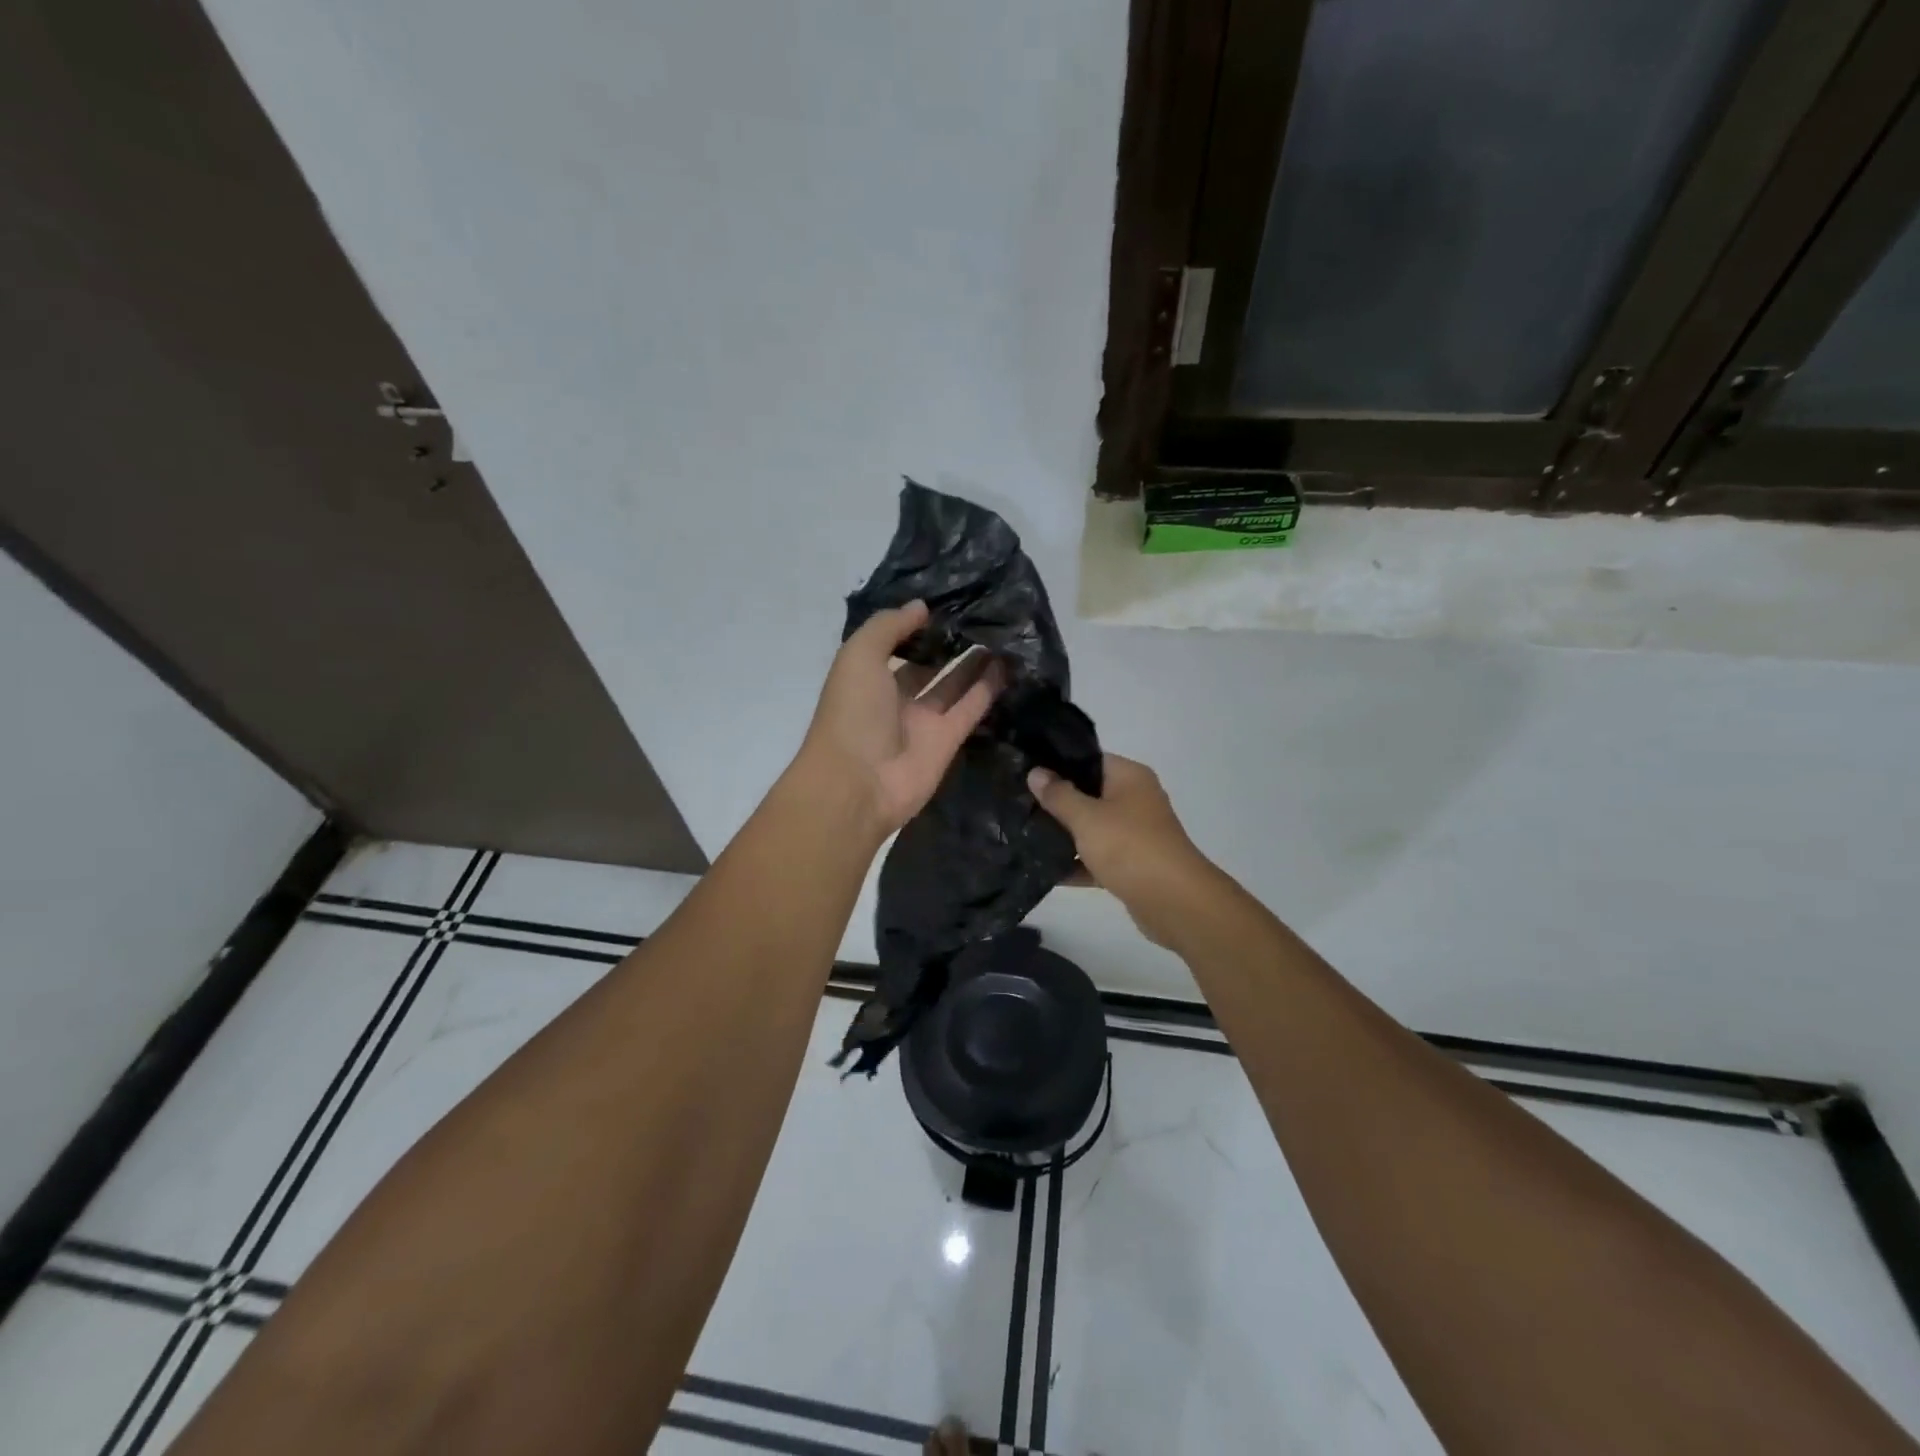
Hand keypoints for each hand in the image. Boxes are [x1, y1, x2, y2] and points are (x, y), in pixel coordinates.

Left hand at [794, 601, 998, 838]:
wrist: (859, 784)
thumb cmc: (852, 713)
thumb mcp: (859, 656)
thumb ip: (888, 627)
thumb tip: (921, 607)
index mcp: (866, 677)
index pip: (894, 645)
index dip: (916, 626)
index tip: (946, 602)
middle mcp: (894, 698)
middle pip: (925, 665)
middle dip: (948, 643)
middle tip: (981, 615)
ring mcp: (922, 721)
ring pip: (952, 686)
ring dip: (973, 663)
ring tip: (1000, 634)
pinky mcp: (947, 741)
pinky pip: (970, 709)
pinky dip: (987, 688)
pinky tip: (1007, 663)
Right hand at [1028, 753, 1219, 948]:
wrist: (1174, 902)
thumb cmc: (1129, 847)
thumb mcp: (1087, 817)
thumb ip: (1059, 795)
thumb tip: (1035, 772)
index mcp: (1129, 778)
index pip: (1089, 760)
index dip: (1057, 764)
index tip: (1025, 770)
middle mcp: (1135, 800)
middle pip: (1088, 794)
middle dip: (1055, 802)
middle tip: (1017, 803)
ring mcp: (1134, 834)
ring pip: (1091, 828)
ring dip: (1064, 835)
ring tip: (1022, 834)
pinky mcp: (1131, 865)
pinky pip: (1097, 858)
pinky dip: (1077, 864)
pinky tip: (1044, 871)